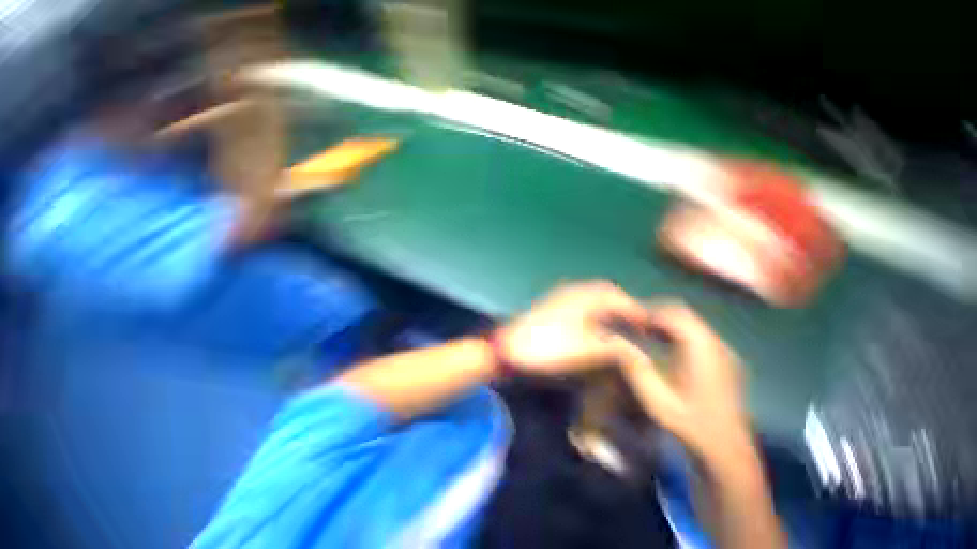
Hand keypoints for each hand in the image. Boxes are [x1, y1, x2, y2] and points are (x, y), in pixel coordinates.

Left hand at [497, 281, 655, 376]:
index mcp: (581, 296)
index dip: (637, 311)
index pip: (617, 297)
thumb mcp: (586, 351)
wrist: (507, 350)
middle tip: (640, 324)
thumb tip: (638, 351)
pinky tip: (596, 326)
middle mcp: (571, 292)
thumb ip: (615, 348)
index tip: (654, 325)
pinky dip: (594, 313)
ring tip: (623, 326)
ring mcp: (559, 298)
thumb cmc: (547, 349)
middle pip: (605, 293)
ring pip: (592, 298)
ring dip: (609, 309)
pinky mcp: (551, 308)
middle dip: (624, 306)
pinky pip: (580, 305)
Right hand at [619, 303, 751, 459]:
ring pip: (690, 322)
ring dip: (664, 322)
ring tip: (641, 331)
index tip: (626, 318)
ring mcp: (723, 353)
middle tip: (632, 323)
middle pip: (683, 314)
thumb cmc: (690, 426)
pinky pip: (696, 334)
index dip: (647, 313)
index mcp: (703, 352)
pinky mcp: (723, 360)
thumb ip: (634, 367)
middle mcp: (717, 346)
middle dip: (654, 314)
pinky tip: (660, 344)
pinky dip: (675, 332)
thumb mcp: (656, 399)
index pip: (673, 316)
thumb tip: (613, 341)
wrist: (727, 454)